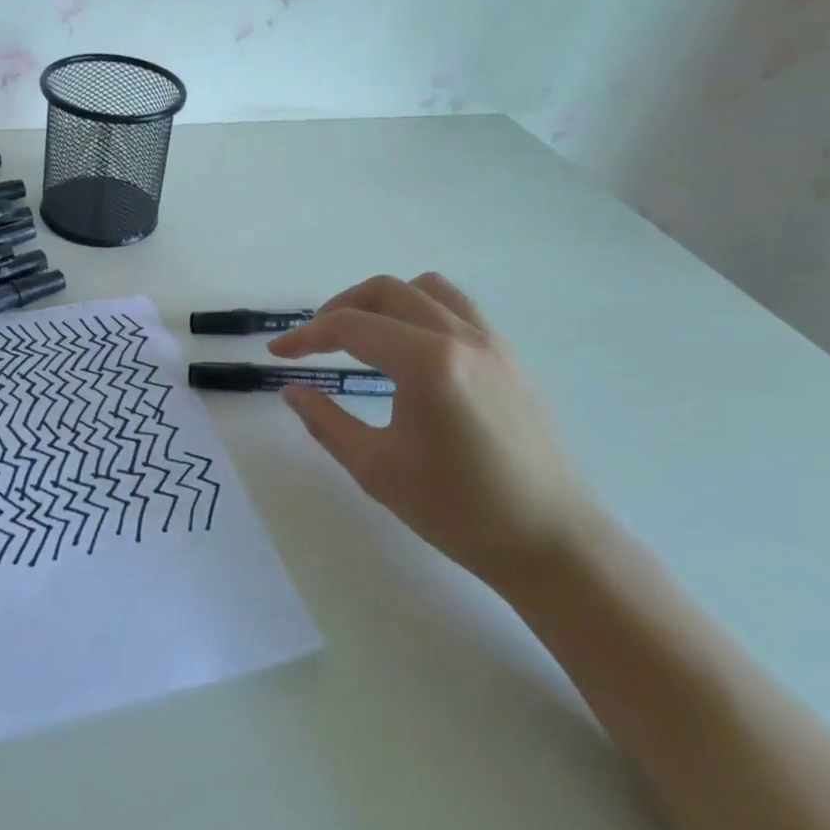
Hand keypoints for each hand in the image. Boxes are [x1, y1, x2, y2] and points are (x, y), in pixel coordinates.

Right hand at [269, 272, 598, 589]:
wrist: (551, 541)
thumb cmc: (457, 510)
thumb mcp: (376, 468)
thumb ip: (326, 421)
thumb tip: (292, 391)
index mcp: (427, 362)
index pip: (351, 326)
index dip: (306, 336)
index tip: (278, 353)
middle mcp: (460, 337)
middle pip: (386, 291)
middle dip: (340, 308)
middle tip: (315, 343)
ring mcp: (491, 342)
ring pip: (426, 288)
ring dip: (383, 301)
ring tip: (362, 336)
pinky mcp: (509, 357)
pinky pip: (457, 308)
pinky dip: (420, 311)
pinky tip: (409, 351)